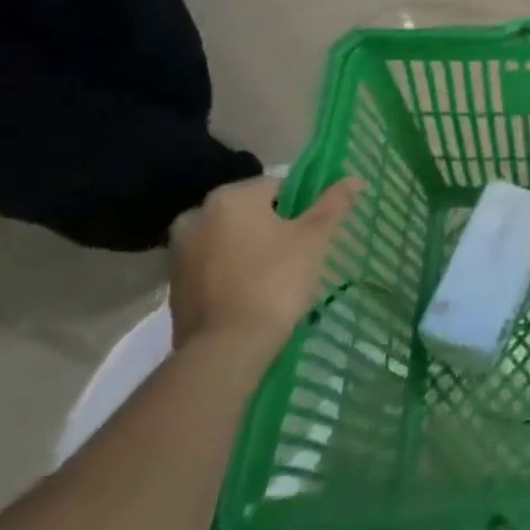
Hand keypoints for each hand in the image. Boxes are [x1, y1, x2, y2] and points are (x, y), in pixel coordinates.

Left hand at [168, 175, 362, 352]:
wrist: (225, 350)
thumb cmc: (275, 281)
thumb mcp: (315, 237)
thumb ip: (334, 203)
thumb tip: (355, 179)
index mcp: (231, 196)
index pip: (278, 187)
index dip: (301, 207)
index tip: (313, 232)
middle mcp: (197, 216)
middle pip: (250, 213)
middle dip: (273, 228)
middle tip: (298, 253)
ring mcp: (179, 253)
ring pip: (230, 239)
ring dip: (251, 249)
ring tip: (277, 276)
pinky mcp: (174, 287)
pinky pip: (214, 267)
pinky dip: (232, 273)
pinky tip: (253, 293)